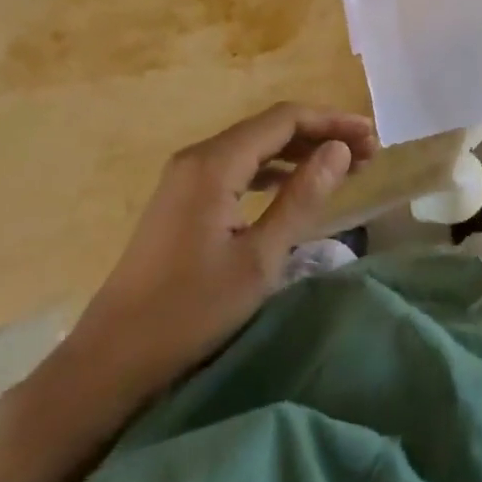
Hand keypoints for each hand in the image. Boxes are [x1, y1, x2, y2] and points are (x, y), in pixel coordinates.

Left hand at [71, 103, 377, 391]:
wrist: (109, 362)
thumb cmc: (189, 313)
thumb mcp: (258, 259)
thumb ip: (302, 198)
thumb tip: (340, 150)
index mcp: (215, 163)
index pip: (285, 119)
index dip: (332, 122)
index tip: (372, 138)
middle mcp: (199, 157)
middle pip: (271, 127)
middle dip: (321, 134)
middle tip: (367, 154)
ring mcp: (186, 177)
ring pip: (255, 146)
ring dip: (300, 151)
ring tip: (343, 167)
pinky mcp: (182, 198)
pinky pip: (238, 166)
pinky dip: (274, 169)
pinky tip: (296, 184)